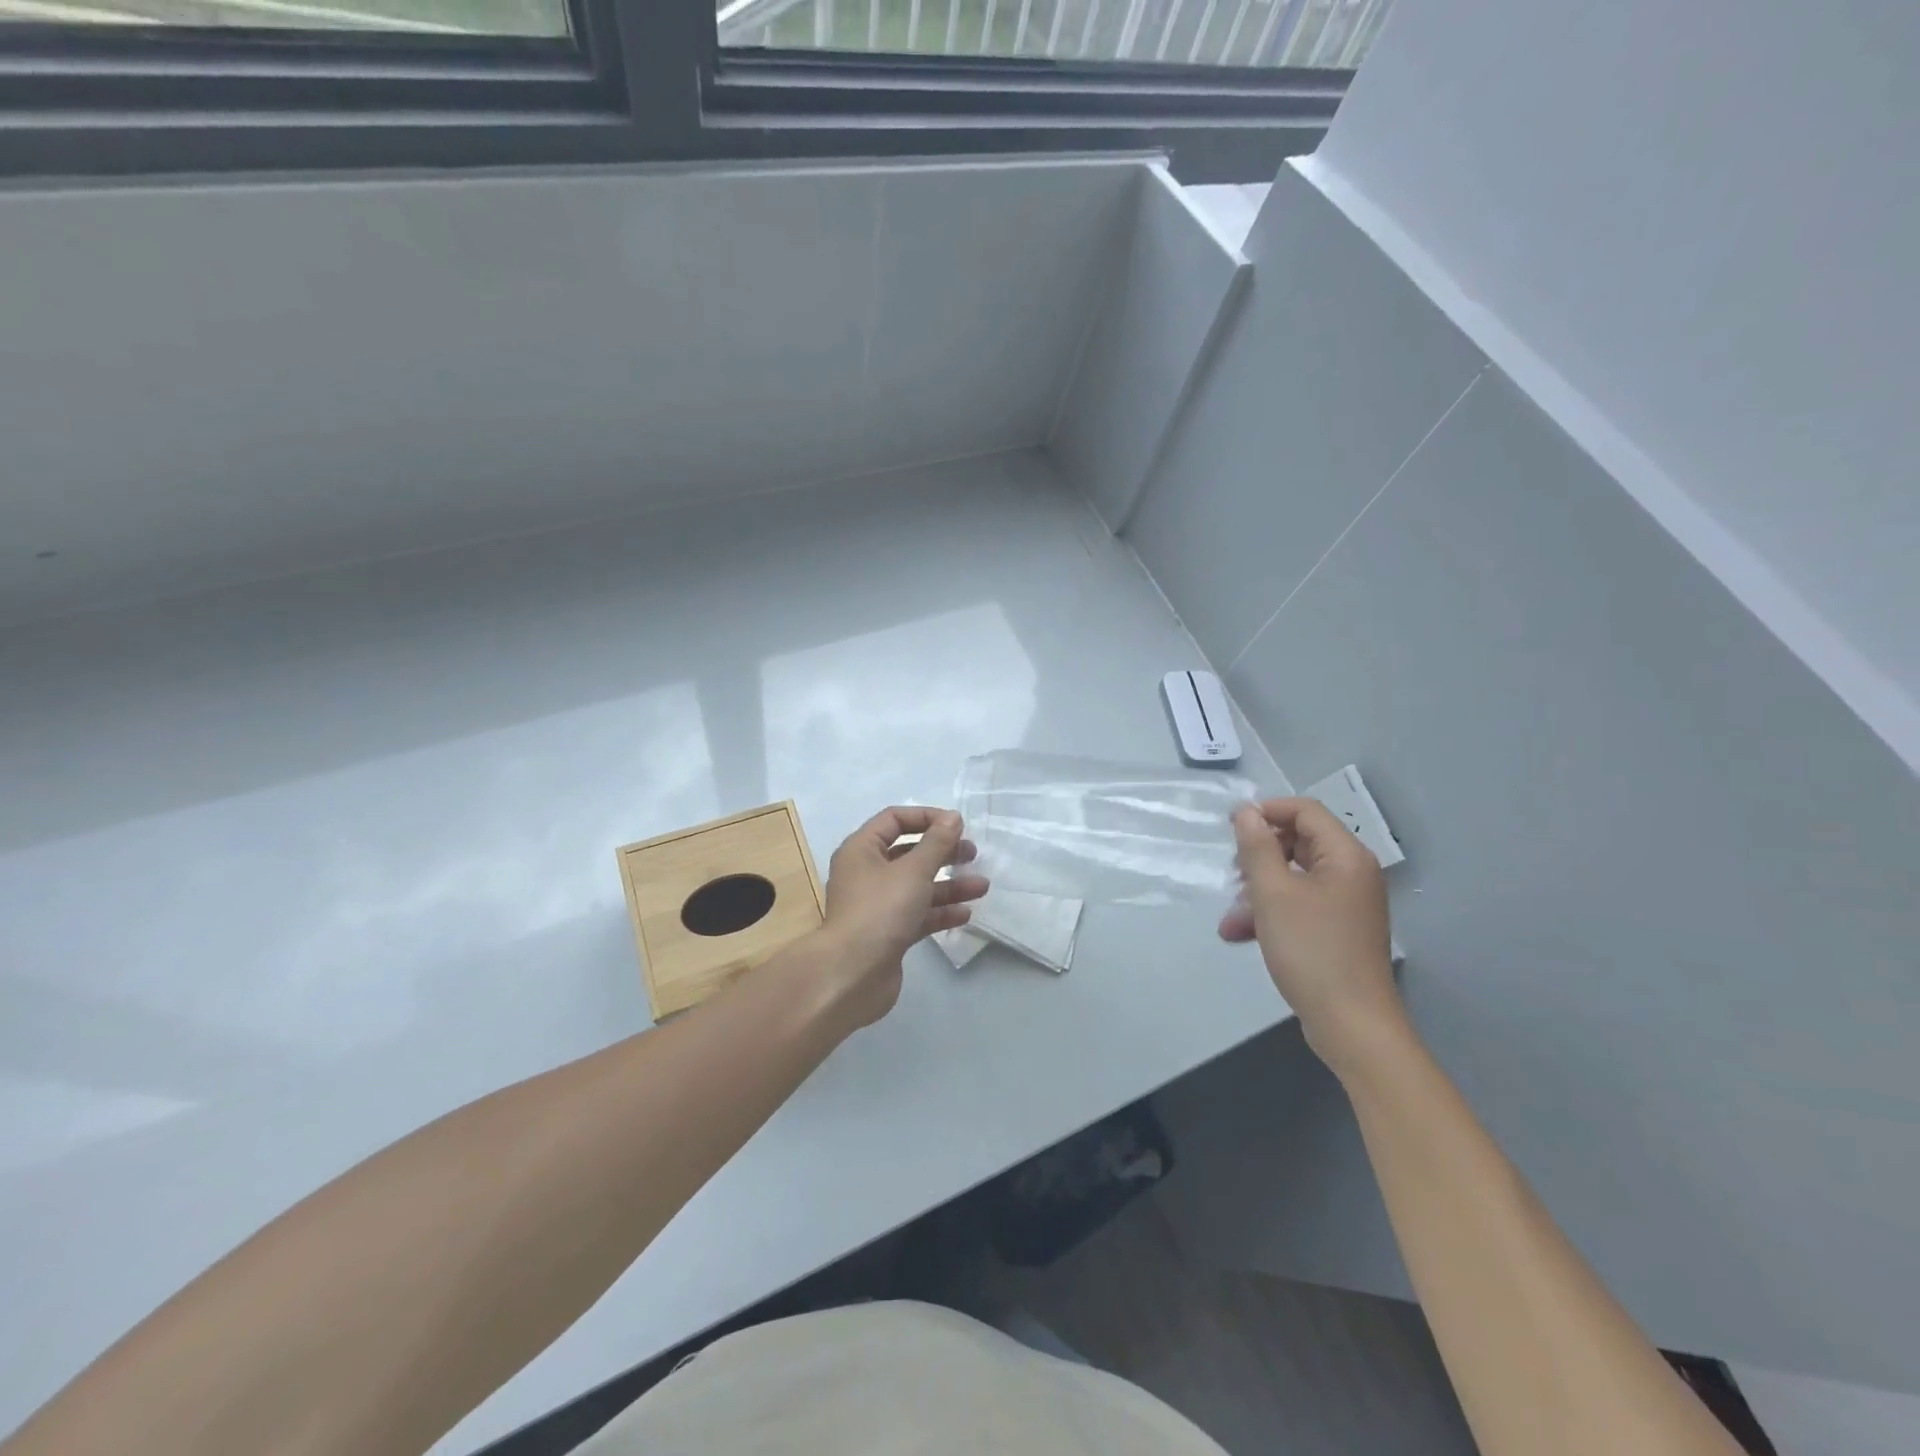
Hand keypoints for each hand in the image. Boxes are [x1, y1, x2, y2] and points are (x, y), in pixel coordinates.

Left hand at [816, 806, 988, 1028]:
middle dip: (942, 853)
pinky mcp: (888, 933)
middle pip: (908, 853)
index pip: (894, 820)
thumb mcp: (913, 871)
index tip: (957, 825)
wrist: (852, 975)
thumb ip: (936, 843)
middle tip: (972, 854)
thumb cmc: (880, 910)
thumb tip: (952, 817)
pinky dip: (940, 911)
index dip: (926, 818)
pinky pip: (918, 914)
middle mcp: (866, 873)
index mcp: (862, 850)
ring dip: (949, 885)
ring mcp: (877, 905)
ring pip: (917, 886)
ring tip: (982, 887)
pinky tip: (965, 914)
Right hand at [1219, 797, 1405, 1076]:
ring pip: (1294, 877)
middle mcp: (1352, 873)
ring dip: (1258, 890)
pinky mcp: (1338, 931)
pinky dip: (1271, 913)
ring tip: (1230, 915)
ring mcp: (1347, 904)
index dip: (1266, 811)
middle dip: (1259, 856)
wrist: (1351, 1024)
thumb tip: (1246, 812)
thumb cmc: (1312, 950)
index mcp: (1346, 856)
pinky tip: (1240, 934)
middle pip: (1299, 842)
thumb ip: (1257, 847)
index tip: (1230, 828)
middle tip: (1232, 873)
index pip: (1305, 810)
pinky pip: (1300, 905)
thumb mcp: (1273, 894)